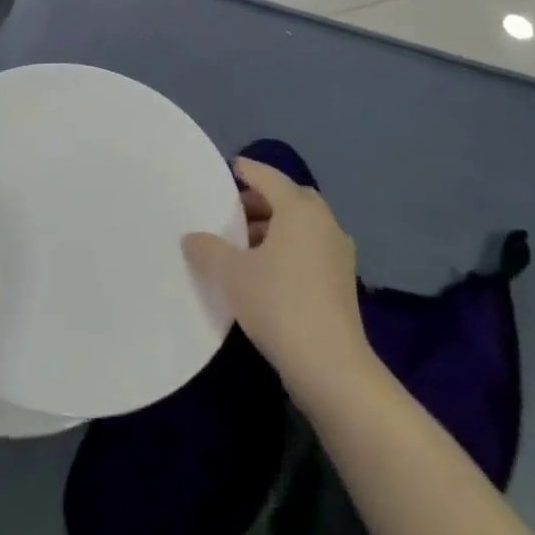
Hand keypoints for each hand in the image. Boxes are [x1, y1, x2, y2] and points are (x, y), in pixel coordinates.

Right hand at [183, 157, 370, 402]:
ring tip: (242, 245)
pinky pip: (309, 249)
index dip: (247, 171)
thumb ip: (208, 249)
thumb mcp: (232, 274)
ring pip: (300, 227)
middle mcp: (324, 222)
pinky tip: (265, 272)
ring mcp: (338, 253)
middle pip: (288, 199)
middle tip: (231, 211)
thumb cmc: (279, 304)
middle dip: (260, 202)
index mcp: (300, 209)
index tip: (230, 168)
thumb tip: (191, 237)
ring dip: (274, 228)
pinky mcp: (342, 282)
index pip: (269, 177)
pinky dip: (288, 249)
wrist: (331, 367)